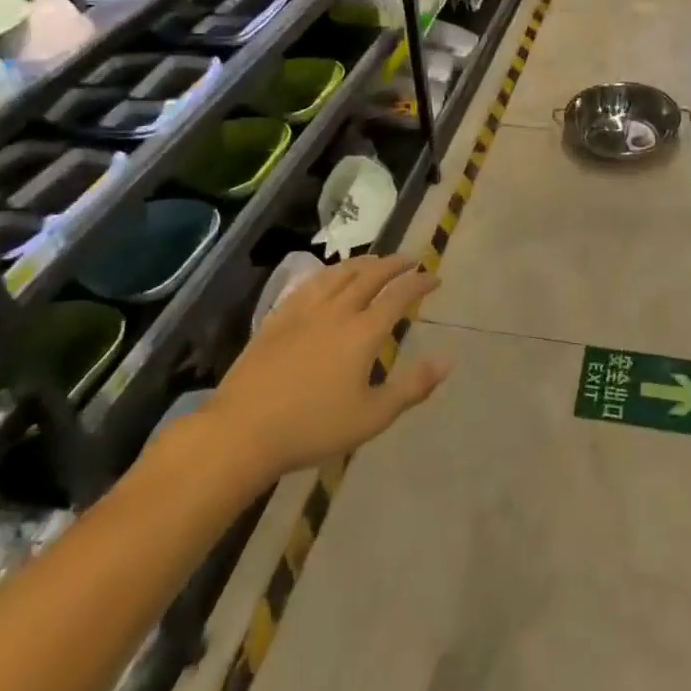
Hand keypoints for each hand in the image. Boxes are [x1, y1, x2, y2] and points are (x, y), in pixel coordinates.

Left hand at [202, 255, 449, 478]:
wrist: (243, 431)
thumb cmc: (313, 428)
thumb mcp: (372, 417)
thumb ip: (412, 387)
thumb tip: (447, 360)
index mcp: (363, 332)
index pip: (399, 295)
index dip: (420, 282)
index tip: (435, 277)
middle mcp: (337, 311)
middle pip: (370, 275)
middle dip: (394, 264)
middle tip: (410, 259)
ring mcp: (304, 311)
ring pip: (339, 274)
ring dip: (362, 262)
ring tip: (374, 260)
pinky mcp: (278, 319)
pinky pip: (309, 284)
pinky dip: (328, 273)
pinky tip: (328, 277)